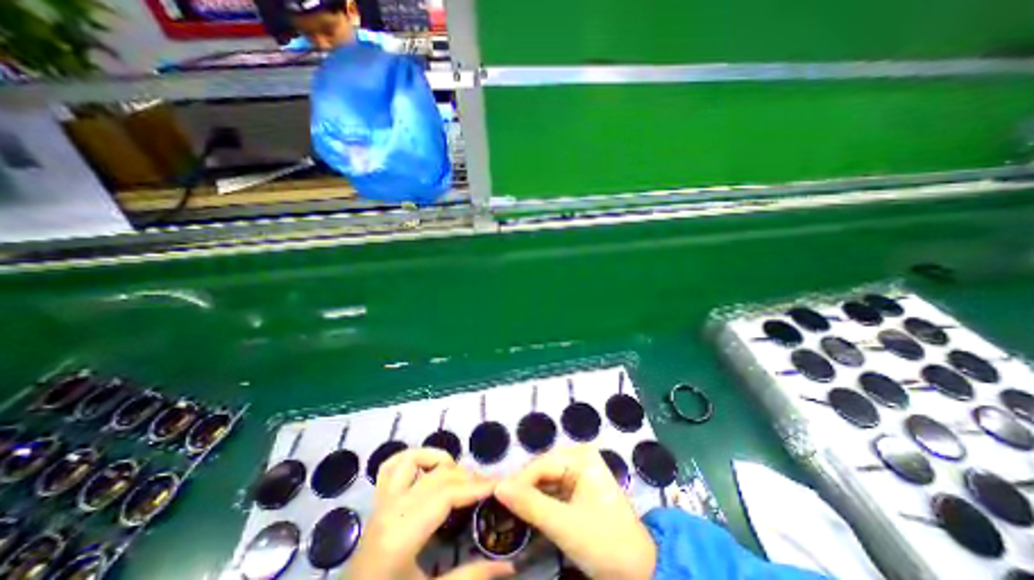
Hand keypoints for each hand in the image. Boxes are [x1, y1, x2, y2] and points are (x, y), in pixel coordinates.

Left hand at [345, 448, 513, 578]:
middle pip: (438, 475)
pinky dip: (414, 458)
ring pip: (415, 459)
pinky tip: (431, 469)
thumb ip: (470, 577)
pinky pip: (392, 465)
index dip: (476, 486)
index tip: (500, 485)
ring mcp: (381, 502)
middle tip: (489, 487)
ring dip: (441, 462)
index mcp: (400, 534)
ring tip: (459, 478)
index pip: (446, 493)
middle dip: (468, 476)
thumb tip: (510, 566)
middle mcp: (391, 508)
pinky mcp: (378, 503)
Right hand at [493, 447, 651, 576]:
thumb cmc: (605, 543)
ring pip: (545, 481)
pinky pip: (552, 491)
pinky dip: (539, 502)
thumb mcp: (564, 525)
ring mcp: (579, 473)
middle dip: (523, 488)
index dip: (518, 481)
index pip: (541, 464)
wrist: (641, 573)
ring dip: (529, 496)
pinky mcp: (578, 489)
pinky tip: (526, 513)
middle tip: (501, 506)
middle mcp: (579, 458)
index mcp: (581, 457)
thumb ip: (530, 504)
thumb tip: (498, 487)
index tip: (496, 497)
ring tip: (509, 510)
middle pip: (542, 470)